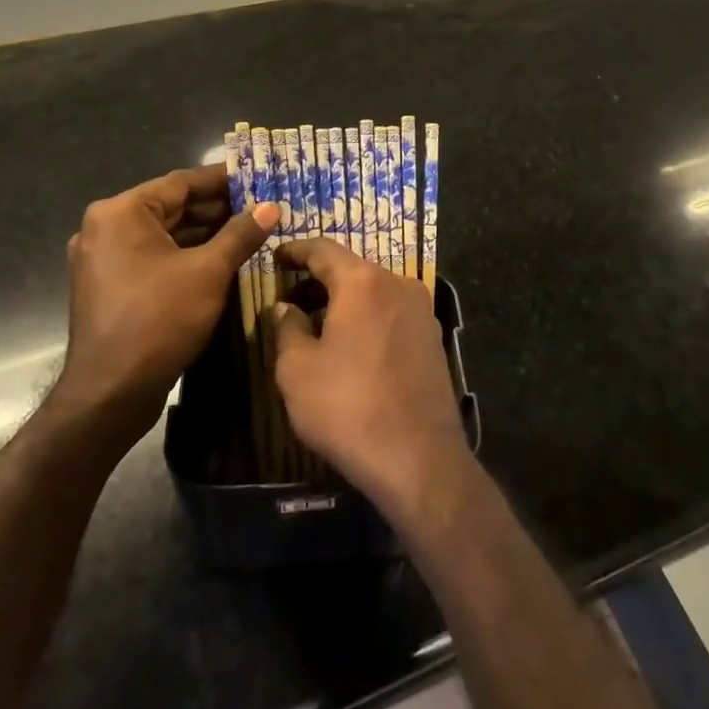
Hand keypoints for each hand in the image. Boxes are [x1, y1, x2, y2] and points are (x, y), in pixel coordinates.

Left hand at [53, 164, 276, 446]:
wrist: (109, 394)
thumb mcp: (208, 272)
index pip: (181, 182)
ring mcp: (103, 259)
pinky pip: (154, 258)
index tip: (257, 177)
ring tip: (250, 232)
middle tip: (261, 206)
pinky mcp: (110, 287)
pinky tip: (222, 260)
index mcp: (121, 213)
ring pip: (164, 235)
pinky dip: (186, 255)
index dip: (223, 180)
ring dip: (205, 233)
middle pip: (172, 207)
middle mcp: (105, 228)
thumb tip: (271, 206)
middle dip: (218, 208)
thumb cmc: (158, 320)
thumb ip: (241, 234)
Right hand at [270, 240, 471, 524]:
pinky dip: (367, 317)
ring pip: (373, 291)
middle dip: (318, 279)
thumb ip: (287, 328)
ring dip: (344, 300)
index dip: (295, 250)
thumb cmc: (348, 407)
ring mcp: (421, 311)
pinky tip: (350, 345)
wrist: (419, 458)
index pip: (323, 249)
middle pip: (351, 269)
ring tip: (315, 324)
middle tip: (289, 296)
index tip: (276, 257)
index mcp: (363, 282)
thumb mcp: (298, 370)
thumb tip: (285, 307)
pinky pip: (391, 313)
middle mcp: (398, 284)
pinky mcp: (433, 338)